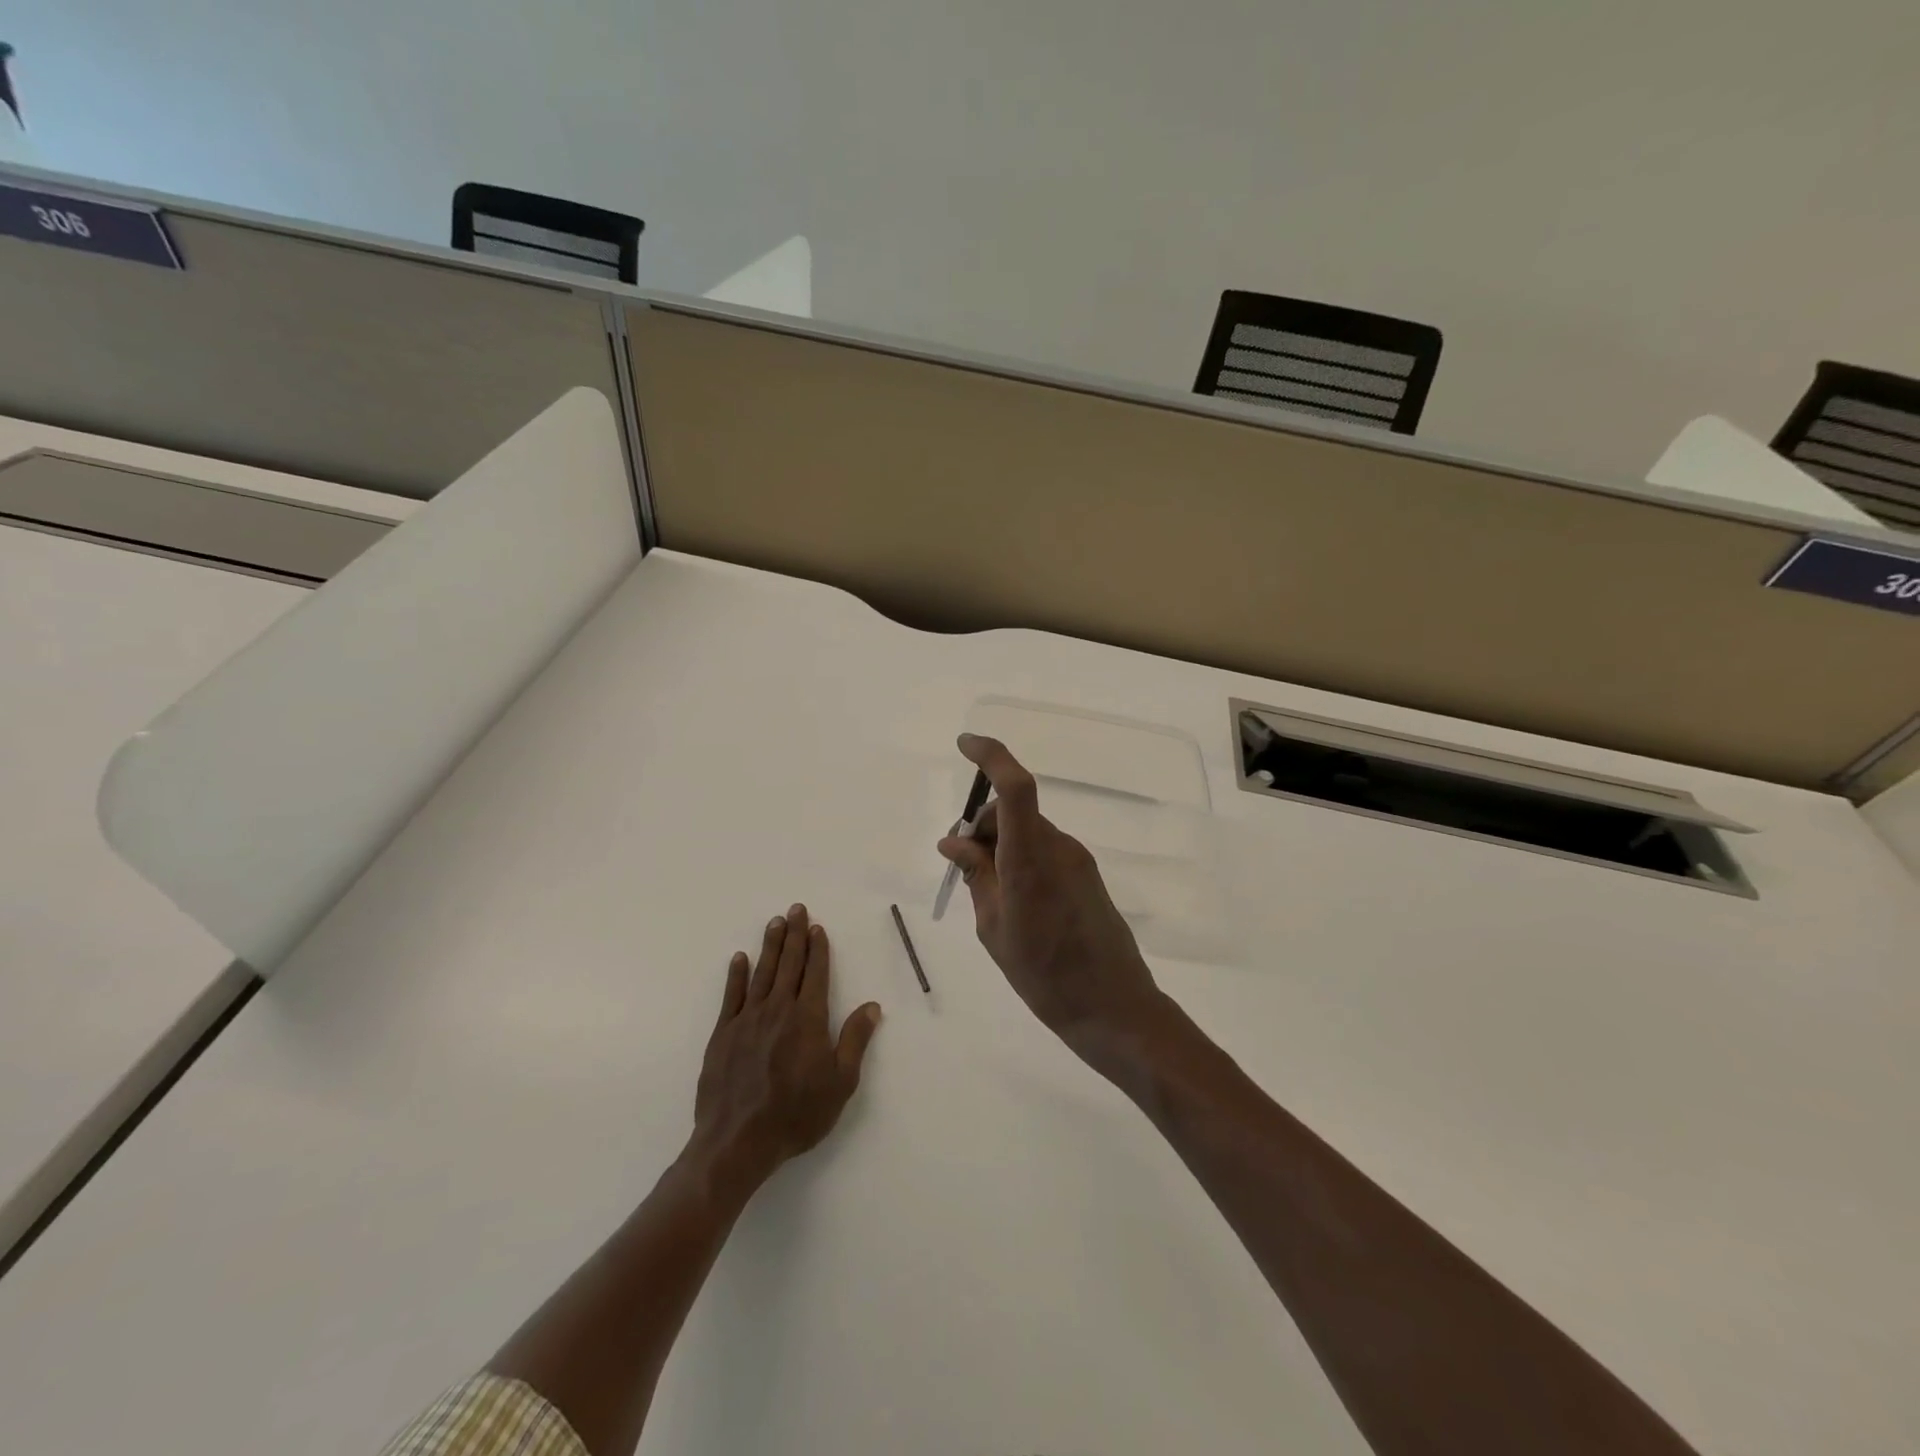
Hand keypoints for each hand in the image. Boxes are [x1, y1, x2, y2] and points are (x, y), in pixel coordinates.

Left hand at [690, 904, 881, 1192]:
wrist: (737, 1142)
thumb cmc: (796, 1114)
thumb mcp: (840, 1083)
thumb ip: (854, 1040)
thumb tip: (872, 1006)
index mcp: (808, 1019)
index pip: (815, 973)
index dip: (818, 949)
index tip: (817, 927)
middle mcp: (778, 1009)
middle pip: (788, 964)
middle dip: (794, 935)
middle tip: (796, 908)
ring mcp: (747, 1020)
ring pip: (761, 972)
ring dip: (770, 946)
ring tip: (775, 922)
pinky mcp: (722, 1034)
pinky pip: (731, 996)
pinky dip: (736, 975)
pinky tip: (739, 958)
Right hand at [937, 734, 1168, 1058]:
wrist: (1114, 1009)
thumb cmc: (1044, 976)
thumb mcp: (995, 928)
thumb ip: (977, 875)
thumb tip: (953, 841)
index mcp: (1031, 859)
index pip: (1015, 787)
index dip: (991, 756)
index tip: (964, 744)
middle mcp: (1058, 847)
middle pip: (1014, 810)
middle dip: (982, 825)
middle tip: (961, 864)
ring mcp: (1077, 860)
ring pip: (1028, 830)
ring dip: (1001, 844)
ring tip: (987, 894)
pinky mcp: (1087, 874)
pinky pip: (1044, 849)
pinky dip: (1020, 858)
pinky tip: (1014, 901)